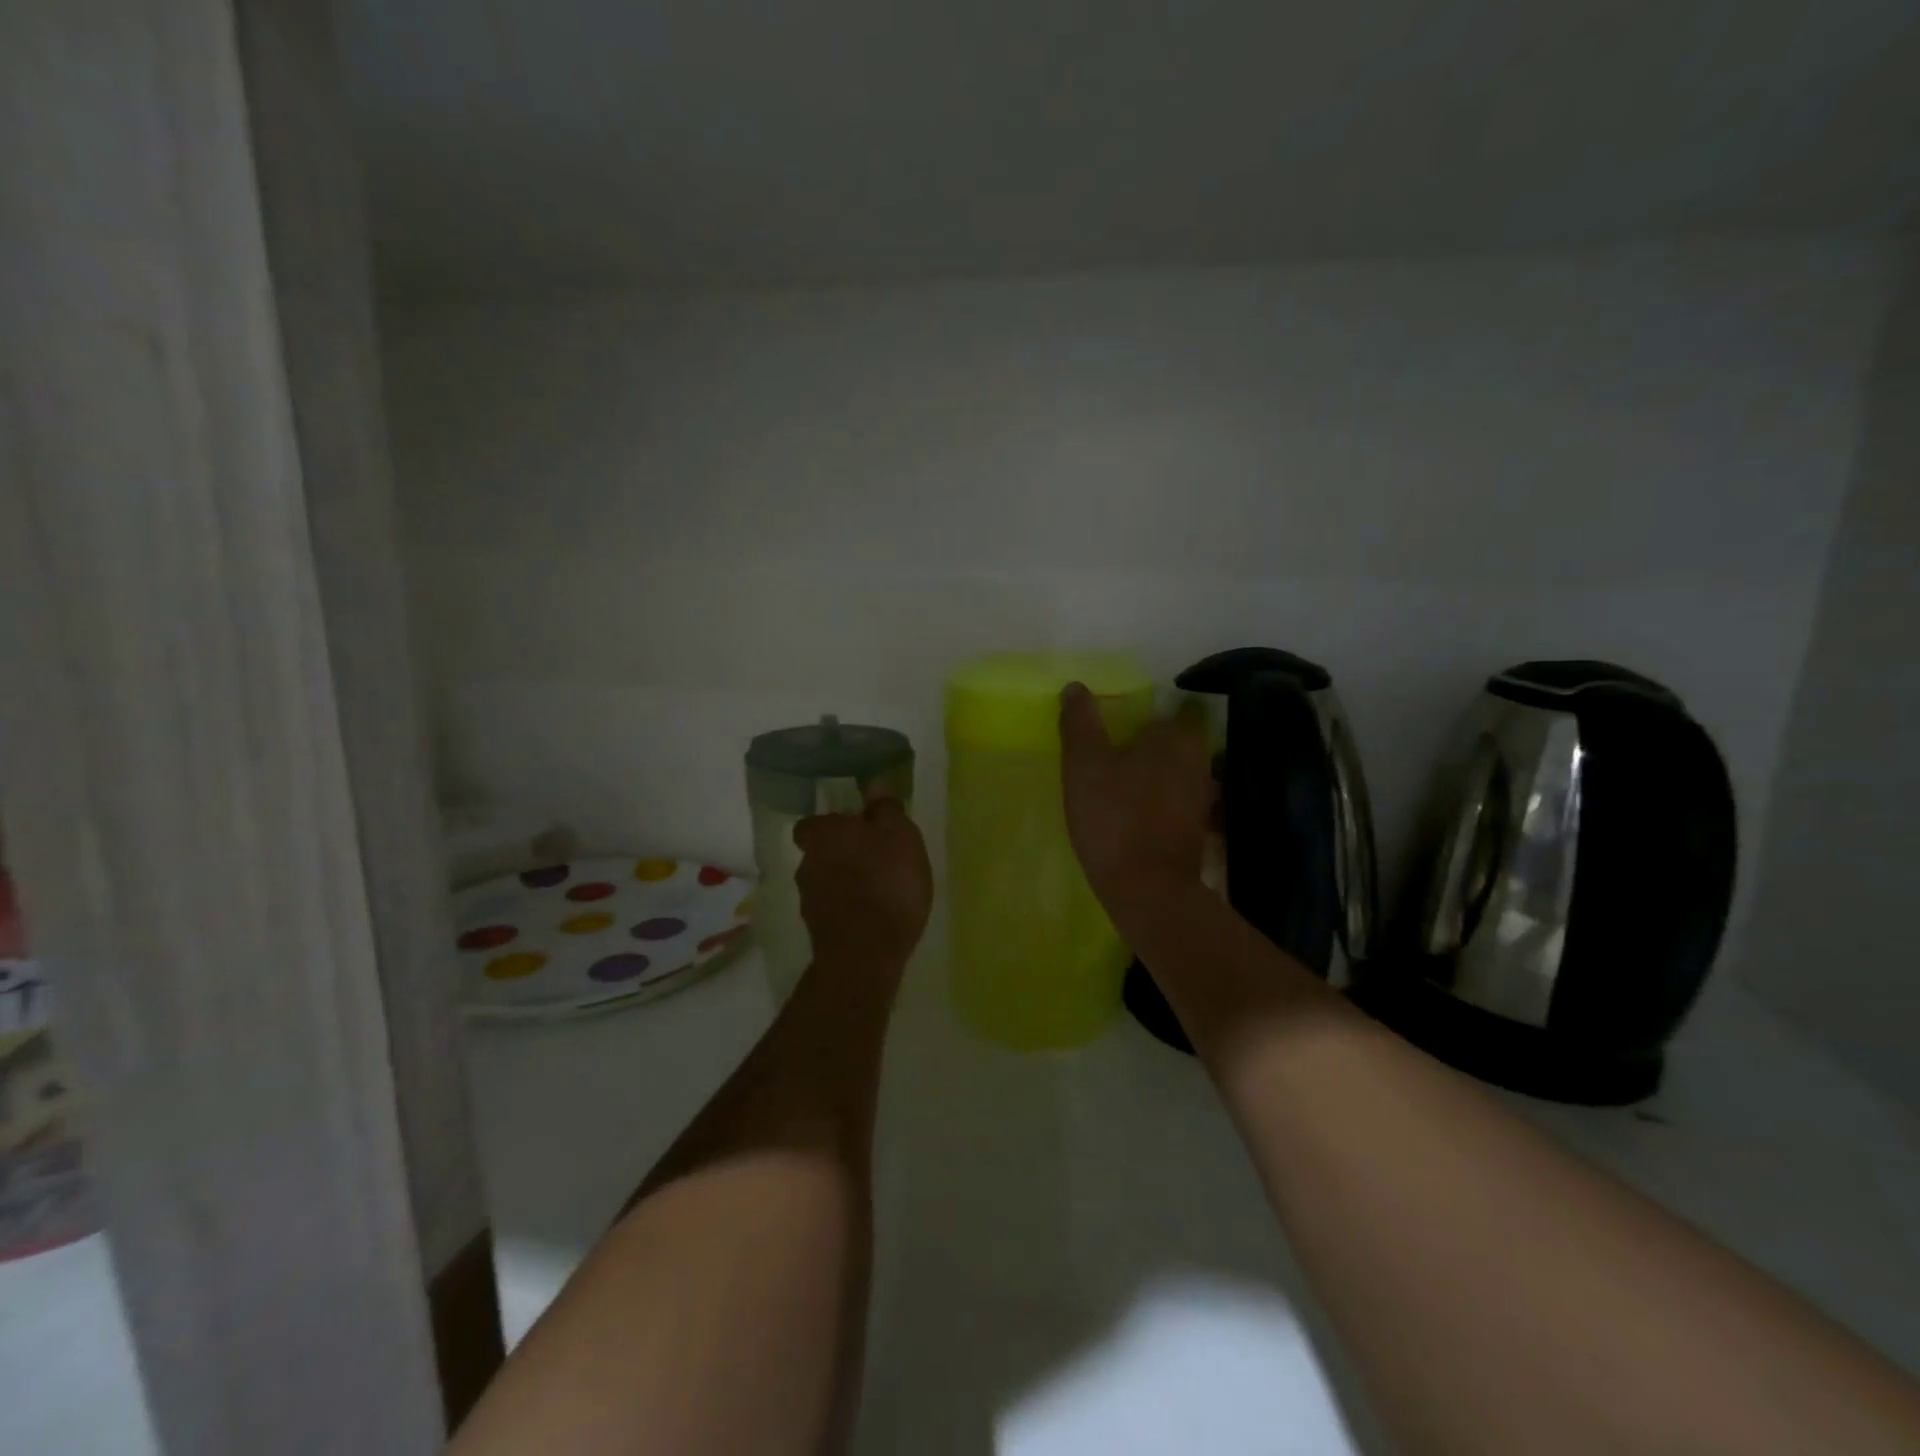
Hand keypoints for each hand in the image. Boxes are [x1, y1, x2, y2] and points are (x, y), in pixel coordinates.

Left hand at [794, 791, 932, 978]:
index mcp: (822, 835)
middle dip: (844, 855)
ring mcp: (808, 900)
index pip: (814, 823)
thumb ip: (885, 810)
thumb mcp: (900, 836)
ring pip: (827, 882)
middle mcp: (806, 863)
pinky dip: (850, 910)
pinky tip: (874, 917)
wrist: (866, 954)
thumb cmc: (886, 882)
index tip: (860, 831)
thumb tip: (874, 787)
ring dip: (847, 883)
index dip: (835, 826)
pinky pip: (835, 910)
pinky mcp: (817, 931)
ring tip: (881, 892)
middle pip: (822, 852)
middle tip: (877, 860)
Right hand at [1059, 683, 1213, 926]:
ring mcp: (1203, 798)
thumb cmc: (1115, 816)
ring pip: (1173, 773)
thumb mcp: (1085, 763)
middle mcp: (1200, 760)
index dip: (1143, 714)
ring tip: (1115, 786)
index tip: (1116, 727)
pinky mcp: (1196, 829)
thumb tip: (1076, 687)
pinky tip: (1130, 815)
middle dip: (1145, 746)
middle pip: (1171, 741)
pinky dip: (1155, 803)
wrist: (1147, 889)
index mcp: (1178, 736)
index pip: (1169, 708)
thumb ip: (1081, 721)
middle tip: (1108, 755)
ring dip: (1150, 776)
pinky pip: (1173, 802)